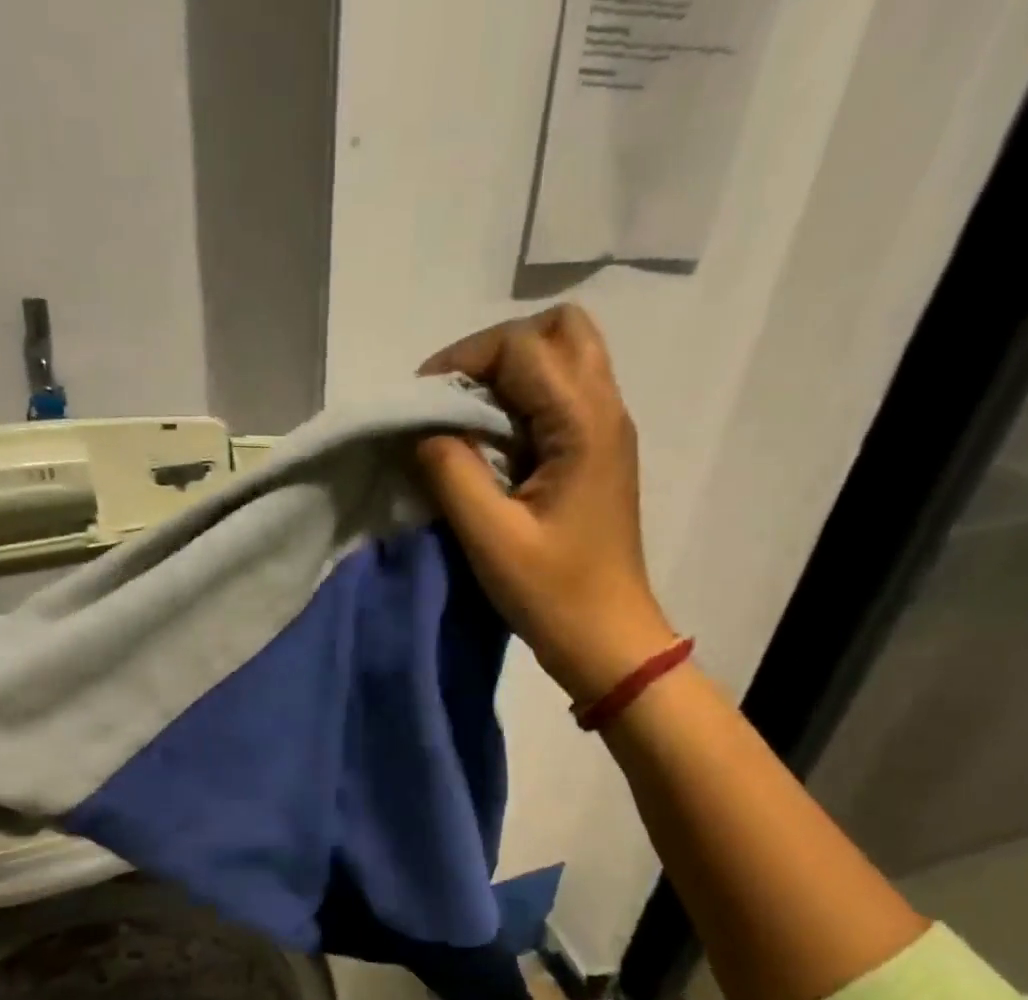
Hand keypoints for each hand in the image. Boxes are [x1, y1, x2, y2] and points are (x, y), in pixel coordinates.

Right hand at [418, 304, 674, 703]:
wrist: (606, 639)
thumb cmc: (552, 593)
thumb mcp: (490, 536)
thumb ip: (451, 472)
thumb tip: (423, 431)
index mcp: (585, 422)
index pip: (522, 347)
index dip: (463, 361)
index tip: (420, 402)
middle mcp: (605, 410)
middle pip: (559, 332)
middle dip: (496, 353)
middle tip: (454, 399)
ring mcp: (607, 432)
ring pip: (564, 361)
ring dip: (511, 378)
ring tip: (468, 422)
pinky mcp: (597, 457)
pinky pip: (561, 400)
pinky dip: (522, 405)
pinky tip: (492, 448)